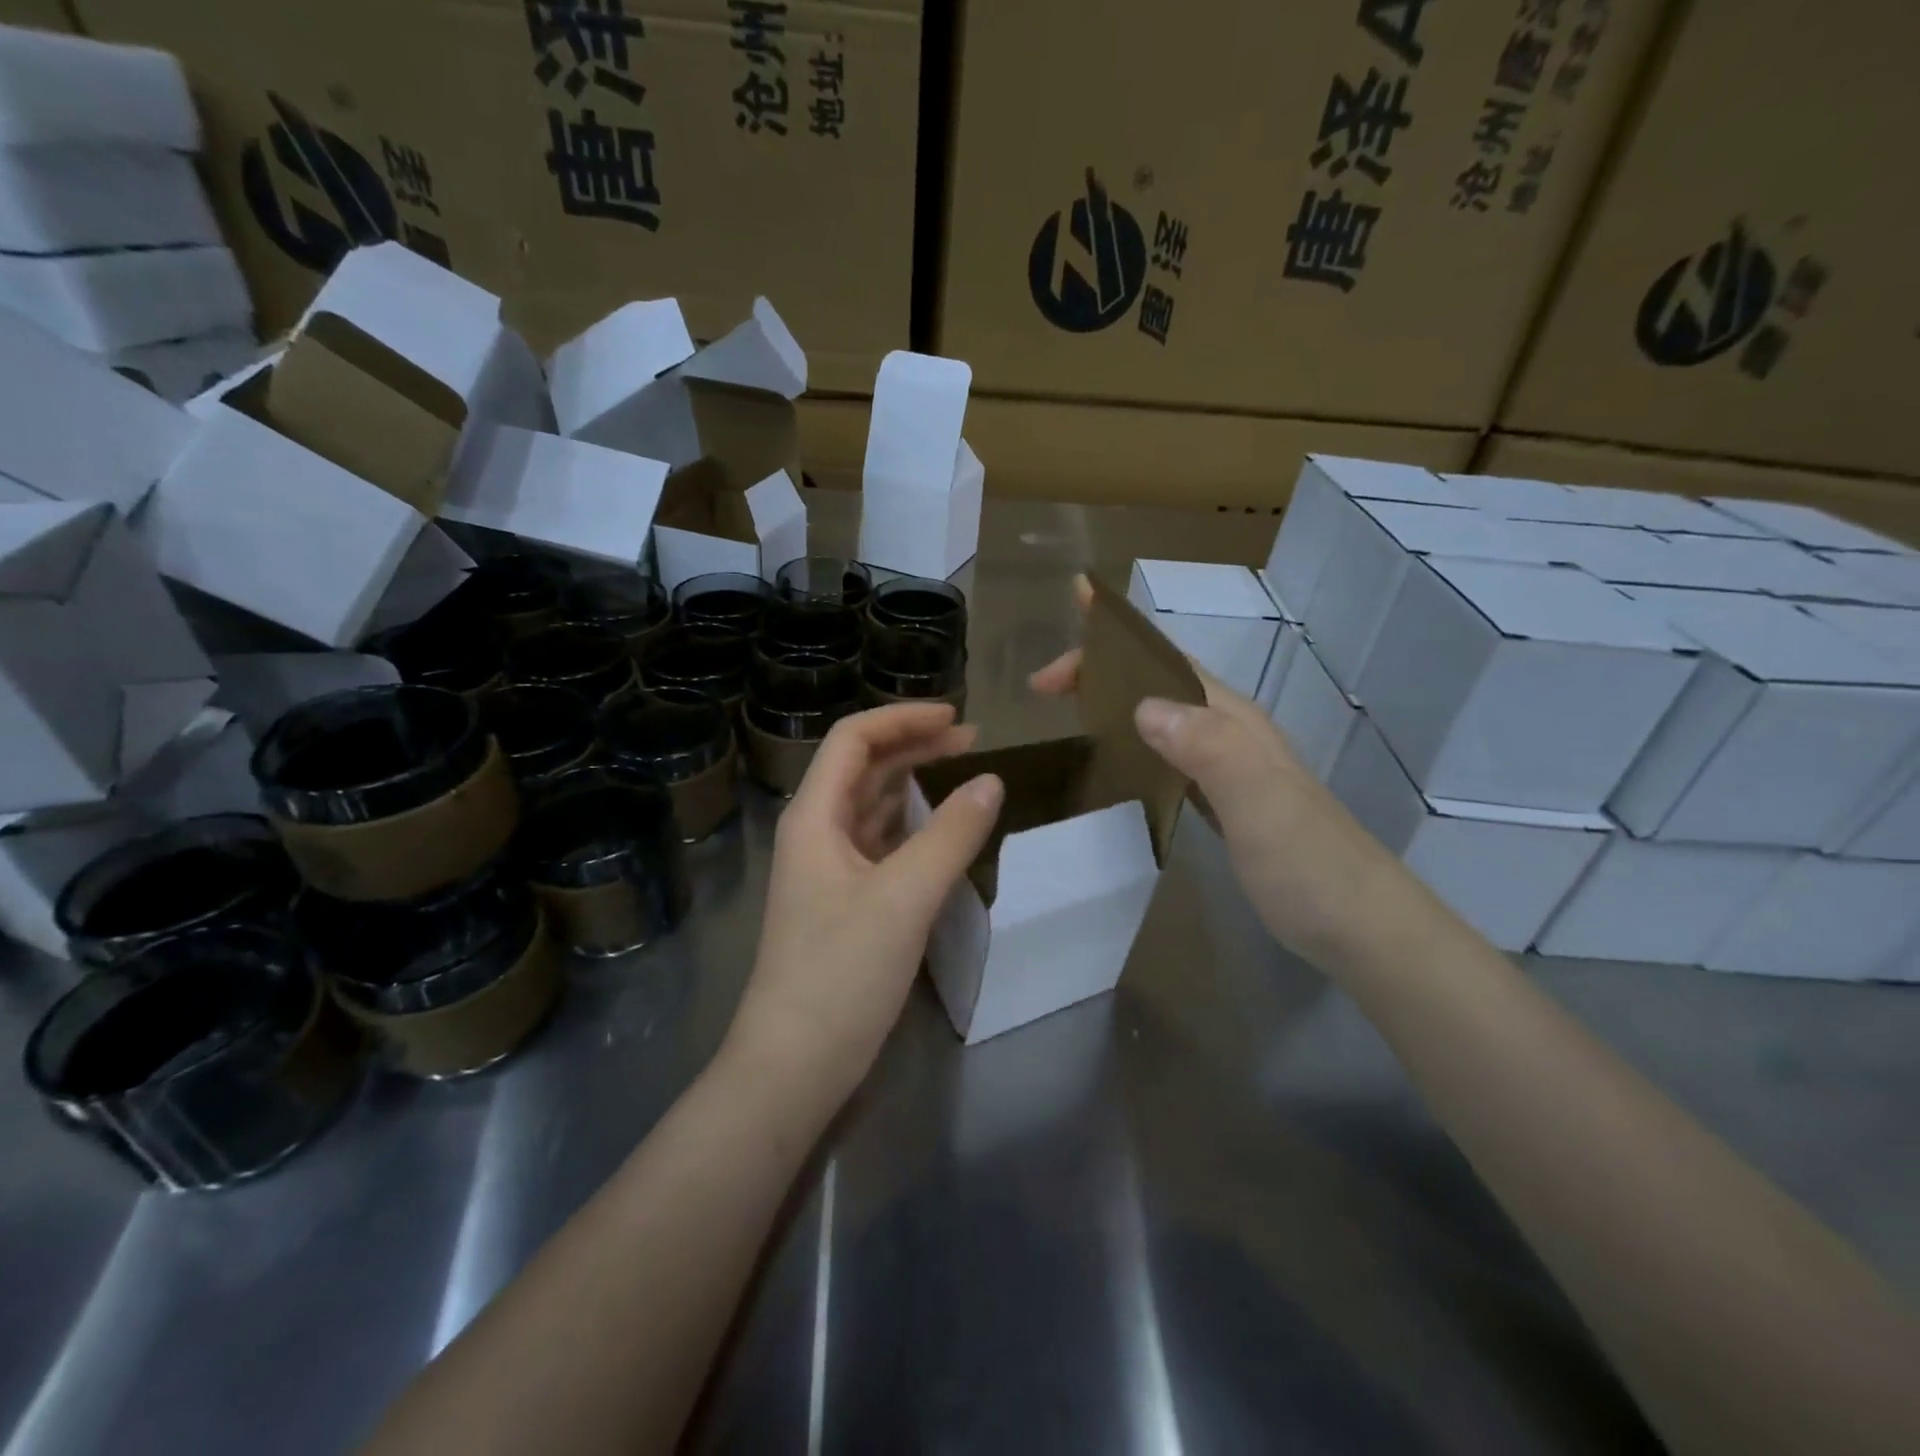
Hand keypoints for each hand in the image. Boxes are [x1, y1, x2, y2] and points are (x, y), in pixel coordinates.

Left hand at [725, 703, 1003, 1108]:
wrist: (795, 1064)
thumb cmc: (841, 972)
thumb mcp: (904, 897)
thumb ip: (951, 835)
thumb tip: (992, 781)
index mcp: (814, 816)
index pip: (854, 739)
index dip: (903, 718)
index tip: (957, 718)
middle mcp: (815, 833)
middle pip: (863, 768)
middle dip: (914, 746)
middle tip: (972, 742)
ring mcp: (828, 869)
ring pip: (872, 806)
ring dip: (914, 784)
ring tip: (964, 774)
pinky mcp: (844, 902)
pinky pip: (880, 844)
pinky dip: (912, 826)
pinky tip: (942, 829)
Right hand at [1032, 576, 1406, 970]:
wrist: (1360, 925)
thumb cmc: (1308, 862)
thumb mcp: (1259, 801)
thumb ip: (1208, 748)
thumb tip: (1142, 706)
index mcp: (1233, 720)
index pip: (1164, 663)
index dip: (1111, 647)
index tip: (1053, 663)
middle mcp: (1230, 733)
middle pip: (1158, 682)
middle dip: (1101, 672)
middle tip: (1044, 688)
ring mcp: (1230, 768)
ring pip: (1163, 716)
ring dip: (1115, 703)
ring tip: (1066, 710)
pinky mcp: (1226, 801)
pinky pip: (1168, 754)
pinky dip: (1134, 743)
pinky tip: (1116, 762)